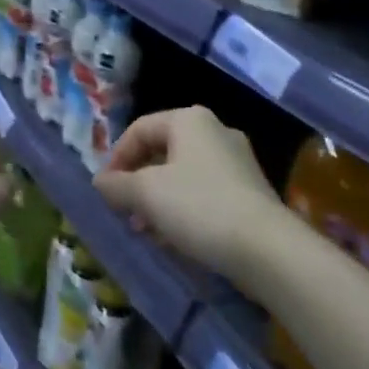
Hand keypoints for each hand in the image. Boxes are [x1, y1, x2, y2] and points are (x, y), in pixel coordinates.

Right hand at [93, 106, 282, 279]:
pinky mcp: (250, 190)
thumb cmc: (200, 207)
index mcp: (189, 119)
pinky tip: (177, 238)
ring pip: (183, 173)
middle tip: (125, 211)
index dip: (116, 157)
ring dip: (160, 199)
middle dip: (139, 181)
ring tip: (147, 230)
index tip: (105, 189)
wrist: (268, 249)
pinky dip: (185, 208)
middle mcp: (214, 130)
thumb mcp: (147, 194)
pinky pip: (205, 192)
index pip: (139, 129)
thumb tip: (100, 181)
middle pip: (162, 150)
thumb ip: (118, 185)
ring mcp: (237, 160)